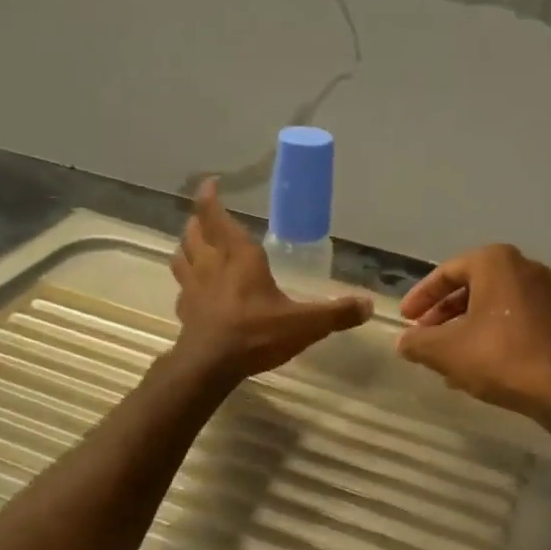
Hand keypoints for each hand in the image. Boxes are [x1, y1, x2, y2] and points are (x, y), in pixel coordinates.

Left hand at [170, 179, 371, 381]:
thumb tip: (369, 305)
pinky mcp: (184, 310)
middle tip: (205, 216)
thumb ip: (336, 313)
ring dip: (186, 246)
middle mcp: (211, 264)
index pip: (216, 216)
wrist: (210, 366)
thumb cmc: (257, 333)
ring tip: (194, 245)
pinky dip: (186, 282)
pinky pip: (182, 287)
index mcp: (239, 256)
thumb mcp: (305, 324)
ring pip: (181, 255)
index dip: (210, 197)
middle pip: (194, 232)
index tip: (211, 183)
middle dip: (198, 221)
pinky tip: (194, 290)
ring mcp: (193, 287)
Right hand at [395, 244, 550, 418]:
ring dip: (462, 328)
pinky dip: (486, 335)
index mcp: (494, 262)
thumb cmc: (498, 356)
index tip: (405, 319)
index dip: (420, 297)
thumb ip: (417, 342)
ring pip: (489, 306)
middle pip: (469, 287)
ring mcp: (542, 293)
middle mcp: (522, 268)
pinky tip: (471, 366)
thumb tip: (403, 342)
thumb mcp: (444, 350)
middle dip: (442, 314)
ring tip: (443, 356)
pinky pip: (510, 319)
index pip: (446, 273)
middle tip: (423, 336)